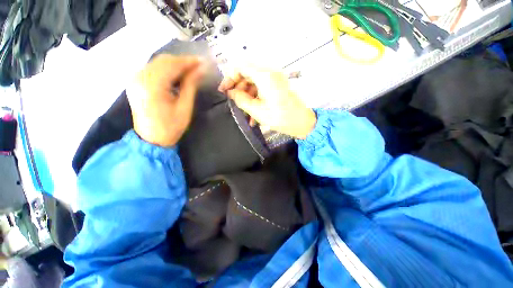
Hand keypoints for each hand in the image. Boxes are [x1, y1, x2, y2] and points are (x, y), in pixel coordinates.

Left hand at [127, 55, 206, 146]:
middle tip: (198, 66)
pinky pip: (152, 69)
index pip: (171, 65)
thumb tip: (199, 71)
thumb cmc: (171, 127)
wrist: (151, 139)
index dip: (188, 62)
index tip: (202, 62)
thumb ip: (190, 86)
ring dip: (175, 64)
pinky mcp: (135, 82)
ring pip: (157, 63)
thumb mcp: (185, 108)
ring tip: (190, 70)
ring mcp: (135, 79)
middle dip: (182, 61)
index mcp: (152, 87)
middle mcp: (140, 78)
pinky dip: (166, 69)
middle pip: (163, 60)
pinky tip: (176, 74)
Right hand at [219, 68, 315, 138]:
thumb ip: (241, 99)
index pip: (240, 66)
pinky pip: (261, 88)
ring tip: (243, 111)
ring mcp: (274, 79)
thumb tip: (231, 92)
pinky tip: (252, 114)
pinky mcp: (276, 86)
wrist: (302, 123)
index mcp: (265, 76)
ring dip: (246, 95)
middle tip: (232, 101)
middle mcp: (270, 73)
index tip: (224, 90)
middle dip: (237, 87)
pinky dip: (255, 98)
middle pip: (247, 73)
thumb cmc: (281, 118)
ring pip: (253, 82)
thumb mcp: (257, 111)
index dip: (229, 77)